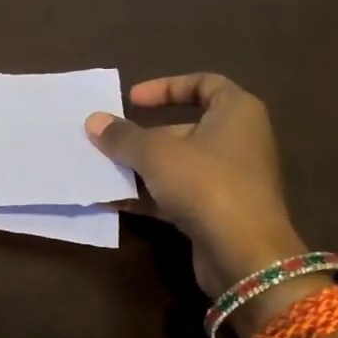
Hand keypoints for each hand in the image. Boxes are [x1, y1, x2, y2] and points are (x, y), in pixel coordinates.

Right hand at [86, 73, 305, 297]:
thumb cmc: (206, 183)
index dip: (167, 86)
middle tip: (107, 142)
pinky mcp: (217, 212)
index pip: (204, 84)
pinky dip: (148, 195)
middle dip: (142, 137)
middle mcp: (237, 141)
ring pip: (177, 165)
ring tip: (101, 170)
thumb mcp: (156, 154)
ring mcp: (229, 179)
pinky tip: (112, 200)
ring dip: (139, 168)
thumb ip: (122, 136)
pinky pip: (177, 194)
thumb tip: (94, 121)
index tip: (132, 99)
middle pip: (183, 129)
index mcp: (236, 112)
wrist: (243, 254)